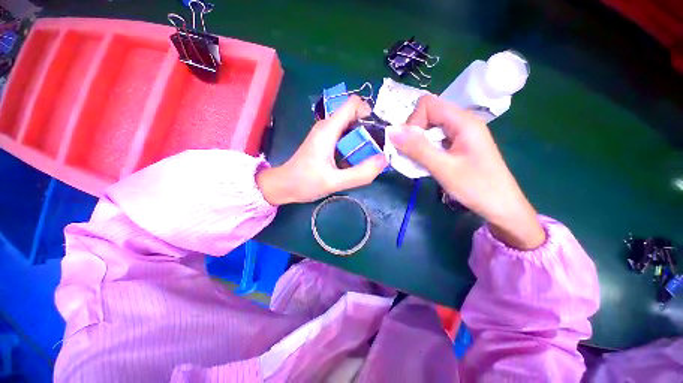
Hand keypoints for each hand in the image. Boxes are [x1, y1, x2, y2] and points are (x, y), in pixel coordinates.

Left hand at [257, 96, 387, 204]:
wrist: (284, 186)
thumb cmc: (305, 182)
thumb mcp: (334, 182)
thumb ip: (360, 173)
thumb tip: (384, 160)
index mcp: (329, 129)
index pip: (353, 103)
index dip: (369, 112)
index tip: (377, 133)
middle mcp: (327, 126)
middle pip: (354, 116)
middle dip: (369, 130)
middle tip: (376, 151)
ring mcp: (325, 134)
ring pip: (350, 127)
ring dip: (362, 140)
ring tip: (367, 158)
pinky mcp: (325, 142)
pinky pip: (345, 137)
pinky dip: (354, 146)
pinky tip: (355, 161)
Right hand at [389, 95, 544, 249]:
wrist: (502, 207)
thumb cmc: (476, 187)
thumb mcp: (443, 168)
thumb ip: (417, 148)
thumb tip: (392, 132)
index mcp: (463, 121)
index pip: (428, 104)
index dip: (413, 121)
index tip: (409, 144)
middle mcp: (462, 122)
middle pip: (428, 115)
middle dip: (413, 133)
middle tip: (410, 154)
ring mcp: (461, 134)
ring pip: (430, 129)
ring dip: (417, 143)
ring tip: (416, 161)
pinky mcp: (459, 146)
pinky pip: (436, 140)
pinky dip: (425, 149)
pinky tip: (425, 163)